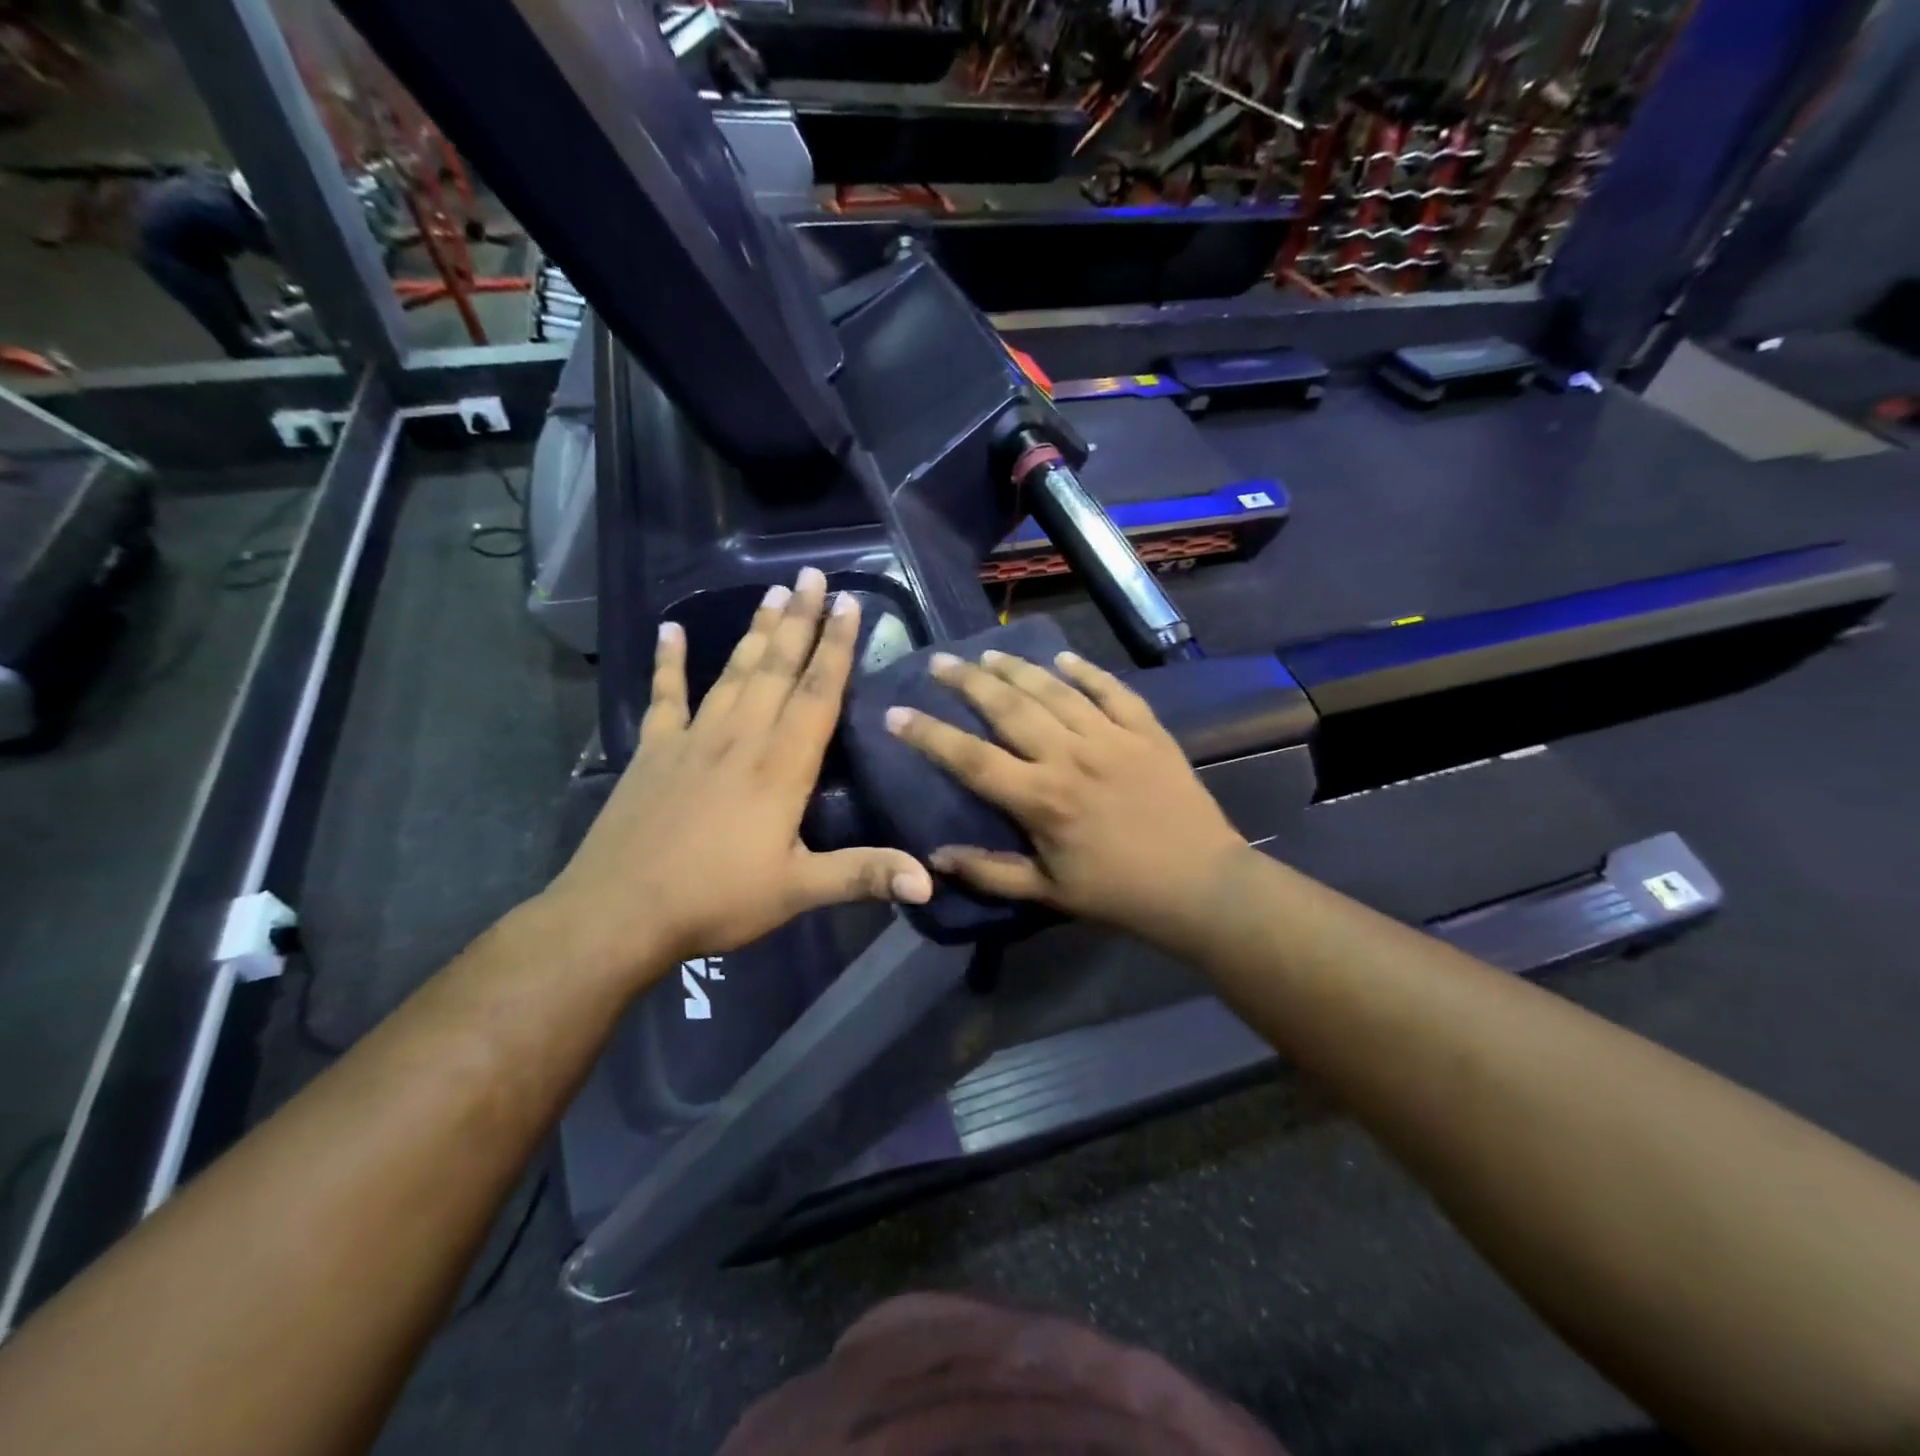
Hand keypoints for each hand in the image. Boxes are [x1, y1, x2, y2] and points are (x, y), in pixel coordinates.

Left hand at [543, 567, 932, 983]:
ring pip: (734, 672)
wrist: (620, 913)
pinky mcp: (655, 751)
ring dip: (757, 632)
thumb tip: (930, 884)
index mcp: (781, 766)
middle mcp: (742, 738)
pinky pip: (665, 696)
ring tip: (774, 592)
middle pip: (778, 668)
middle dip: (801, 620)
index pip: (818, 693)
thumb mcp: (798, 891)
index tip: (849, 603)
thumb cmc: (717, 899)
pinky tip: (670, 629)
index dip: (837, 647)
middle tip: (813, 574)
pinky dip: (669, 661)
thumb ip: (864, 876)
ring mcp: (694, 739)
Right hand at [885, 648, 1248, 947]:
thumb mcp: (1049, 892)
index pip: (970, 758)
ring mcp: (1111, 737)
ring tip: (987, 653)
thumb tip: (935, 857)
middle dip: (966, 682)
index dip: (928, 734)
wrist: (1200, 885)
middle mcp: (1070, 757)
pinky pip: (1111, 690)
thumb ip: (990, 872)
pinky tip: (1063, 658)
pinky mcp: (1146, 730)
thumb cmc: (1118, 893)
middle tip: (939, 663)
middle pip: (1008, 707)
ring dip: (1016, 668)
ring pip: (1053, 690)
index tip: (897, 712)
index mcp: (1041, 799)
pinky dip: (1086, 672)